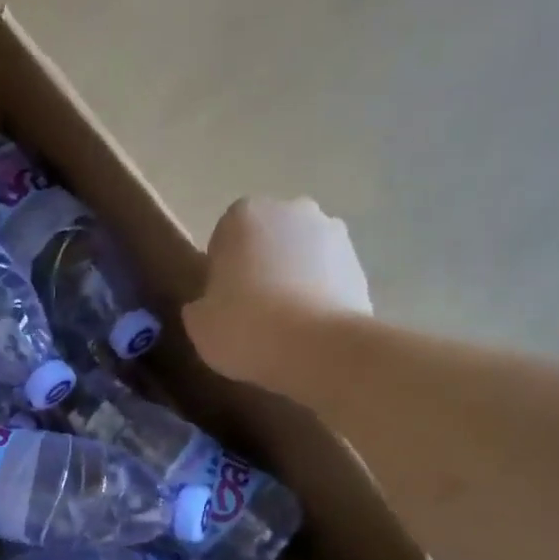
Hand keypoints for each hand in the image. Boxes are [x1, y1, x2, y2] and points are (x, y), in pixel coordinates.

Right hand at [184, 197, 371, 387]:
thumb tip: (206, 304)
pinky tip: (306, 330)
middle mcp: (293, 211)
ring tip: (282, 324)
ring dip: (292, 279)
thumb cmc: (244, 326)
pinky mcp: (360, 265)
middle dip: (260, 266)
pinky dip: (317, 296)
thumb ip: (199, 305)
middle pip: (268, 239)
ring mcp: (333, 234)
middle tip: (250, 310)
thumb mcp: (198, 323)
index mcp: (245, 215)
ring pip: (301, 256)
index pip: (225, 236)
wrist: (317, 348)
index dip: (221, 269)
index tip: (220, 299)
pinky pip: (327, 278)